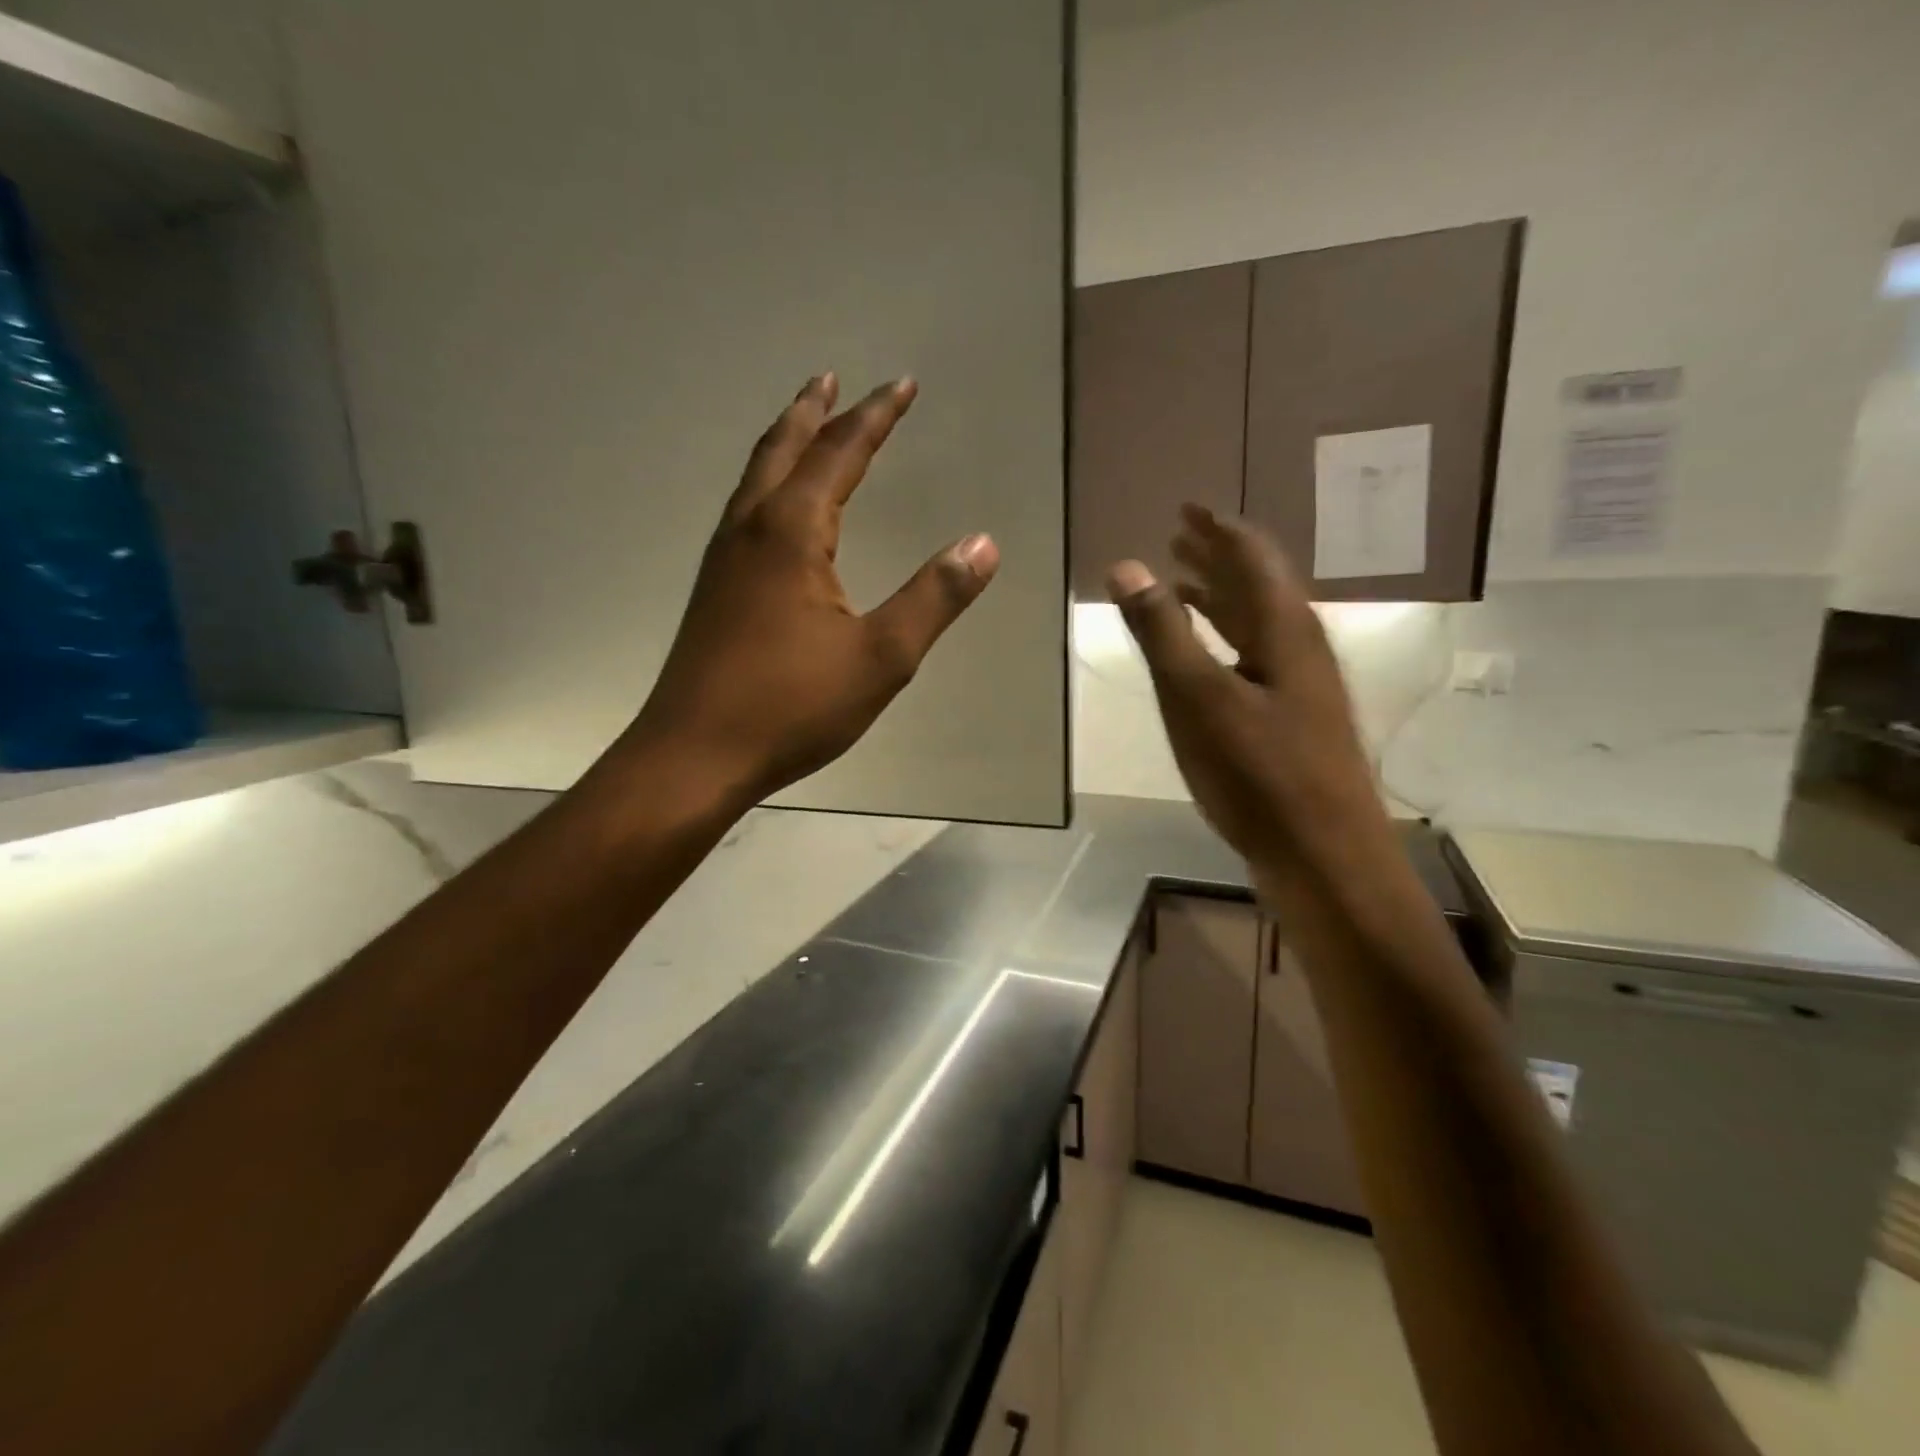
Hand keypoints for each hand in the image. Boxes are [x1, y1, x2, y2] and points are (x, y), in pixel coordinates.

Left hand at [625, 374, 998, 803]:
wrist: (695, 754)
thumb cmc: (791, 706)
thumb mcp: (881, 658)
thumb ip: (933, 598)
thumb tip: (983, 544)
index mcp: (792, 533)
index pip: (840, 454)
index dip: (876, 416)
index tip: (903, 384)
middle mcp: (750, 530)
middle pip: (783, 450)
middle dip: (815, 412)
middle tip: (833, 378)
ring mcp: (724, 559)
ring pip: (755, 478)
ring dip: (784, 442)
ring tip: (804, 424)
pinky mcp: (714, 590)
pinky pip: (744, 511)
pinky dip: (767, 484)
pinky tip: (773, 510)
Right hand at [1108, 505, 1374, 867]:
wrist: (1325, 857)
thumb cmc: (1260, 774)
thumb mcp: (1198, 698)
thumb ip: (1161, 632)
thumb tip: (1127, 565)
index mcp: (1285, 630)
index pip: (1252, 557)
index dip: (1218, 529)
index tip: (1187, 507)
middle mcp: (1300, 648)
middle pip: (1258, 586)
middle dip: (1217, 558)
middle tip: (1180, 536)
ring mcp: (1301, 687)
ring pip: (1257, 625)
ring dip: (1220, 600)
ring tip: (1183, 585)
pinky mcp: (1293, 721)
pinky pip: (1255, 659)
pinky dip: (1225, 642)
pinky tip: (1207, 657)